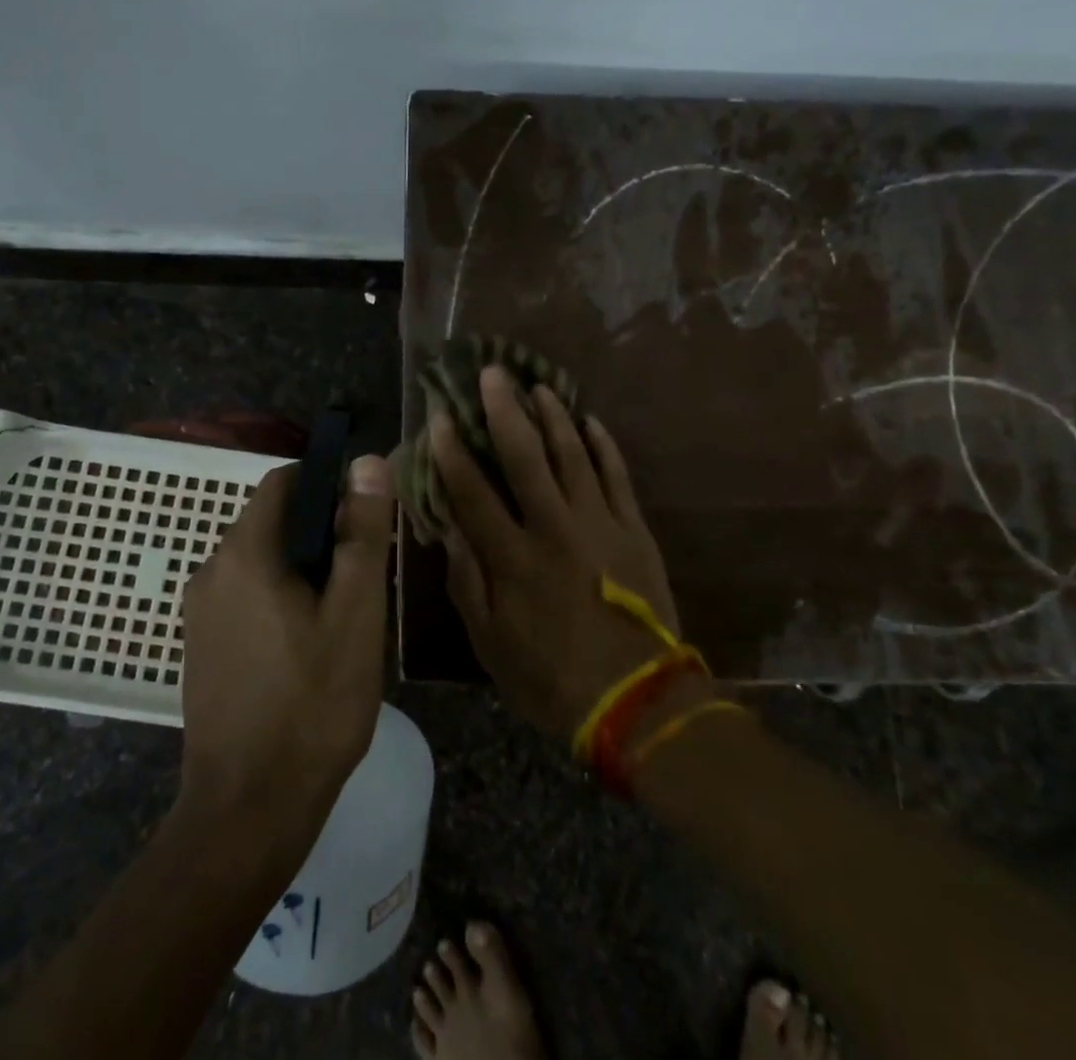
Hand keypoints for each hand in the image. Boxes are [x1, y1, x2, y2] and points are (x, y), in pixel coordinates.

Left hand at [178, 455, 394, 842]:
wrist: (249, 811)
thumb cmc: (313, 704)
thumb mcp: (355, 613)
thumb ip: (361, 533)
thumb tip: (366, 461)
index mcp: (243, 553)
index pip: (284, 481)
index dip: (328, 485)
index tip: (365, 520)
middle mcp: (211, 571)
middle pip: (273, 521)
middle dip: (321, 535)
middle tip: (364, 579)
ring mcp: (200, 612)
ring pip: (262, 561)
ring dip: (303, 570)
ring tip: (343, 618)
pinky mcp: (201, 646)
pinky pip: (246, 596)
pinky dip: (280, 599)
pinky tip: (309, 646)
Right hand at [431, 365, 698, 739]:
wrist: (637, 701)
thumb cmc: (552, 678)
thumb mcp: (490, 644)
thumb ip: (467, 583)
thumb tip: (451, 530)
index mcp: (512, 557)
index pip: (472, 491)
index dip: (451, 452)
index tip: (439, 417)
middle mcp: (553, 528)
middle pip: (524, 456)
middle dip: (504, 411)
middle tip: (493, 374)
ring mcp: (598, 523)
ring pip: (572, 455)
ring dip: (554, 417)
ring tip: (539, 386)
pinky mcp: (633, 529)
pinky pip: (617, 475)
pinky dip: (604, 445)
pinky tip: (591, 421)